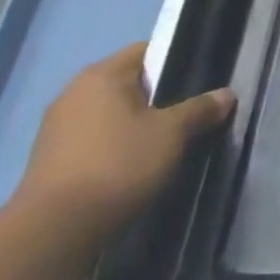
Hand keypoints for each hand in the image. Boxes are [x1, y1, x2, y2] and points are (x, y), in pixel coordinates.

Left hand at [14, 43, 234, 244]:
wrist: (56, 228)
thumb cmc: (119, 163)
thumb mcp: (172, 133)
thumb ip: (200, 109)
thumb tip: (226, 94)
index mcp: (101, 76)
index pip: (147, 51)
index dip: (177, 60)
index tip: (202, 78)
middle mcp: (74, 93)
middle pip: (130, 83)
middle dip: (161, 95)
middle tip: (193, 111)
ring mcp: (58, 127)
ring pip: (113, 112)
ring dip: (139, 121)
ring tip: (171, 139)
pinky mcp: (53, 157)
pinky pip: (98, 137)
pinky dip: (119, 143)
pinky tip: (140, 161)